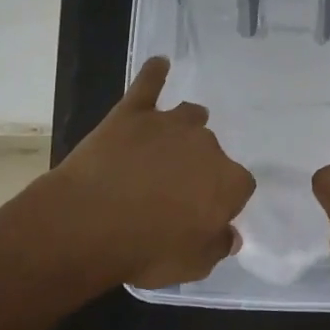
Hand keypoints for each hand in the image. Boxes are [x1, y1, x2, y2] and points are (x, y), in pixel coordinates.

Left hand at [44, 56, 256, 290]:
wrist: (89, 222)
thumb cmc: (146, 250)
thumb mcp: (192, 265)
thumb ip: (217, 246)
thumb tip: (230, 234)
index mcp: (227, 182)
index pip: (240, 186)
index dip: (222, 200)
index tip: (203, 213)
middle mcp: (207, 145)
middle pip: (212, 150)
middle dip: (199, 166)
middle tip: (173, 189)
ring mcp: (169, 123)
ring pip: (190, 115)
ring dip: (185, 127)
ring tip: (170, 140)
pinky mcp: (133, 111)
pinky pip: (149, 83)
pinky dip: (155, 73)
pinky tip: (160, 64)